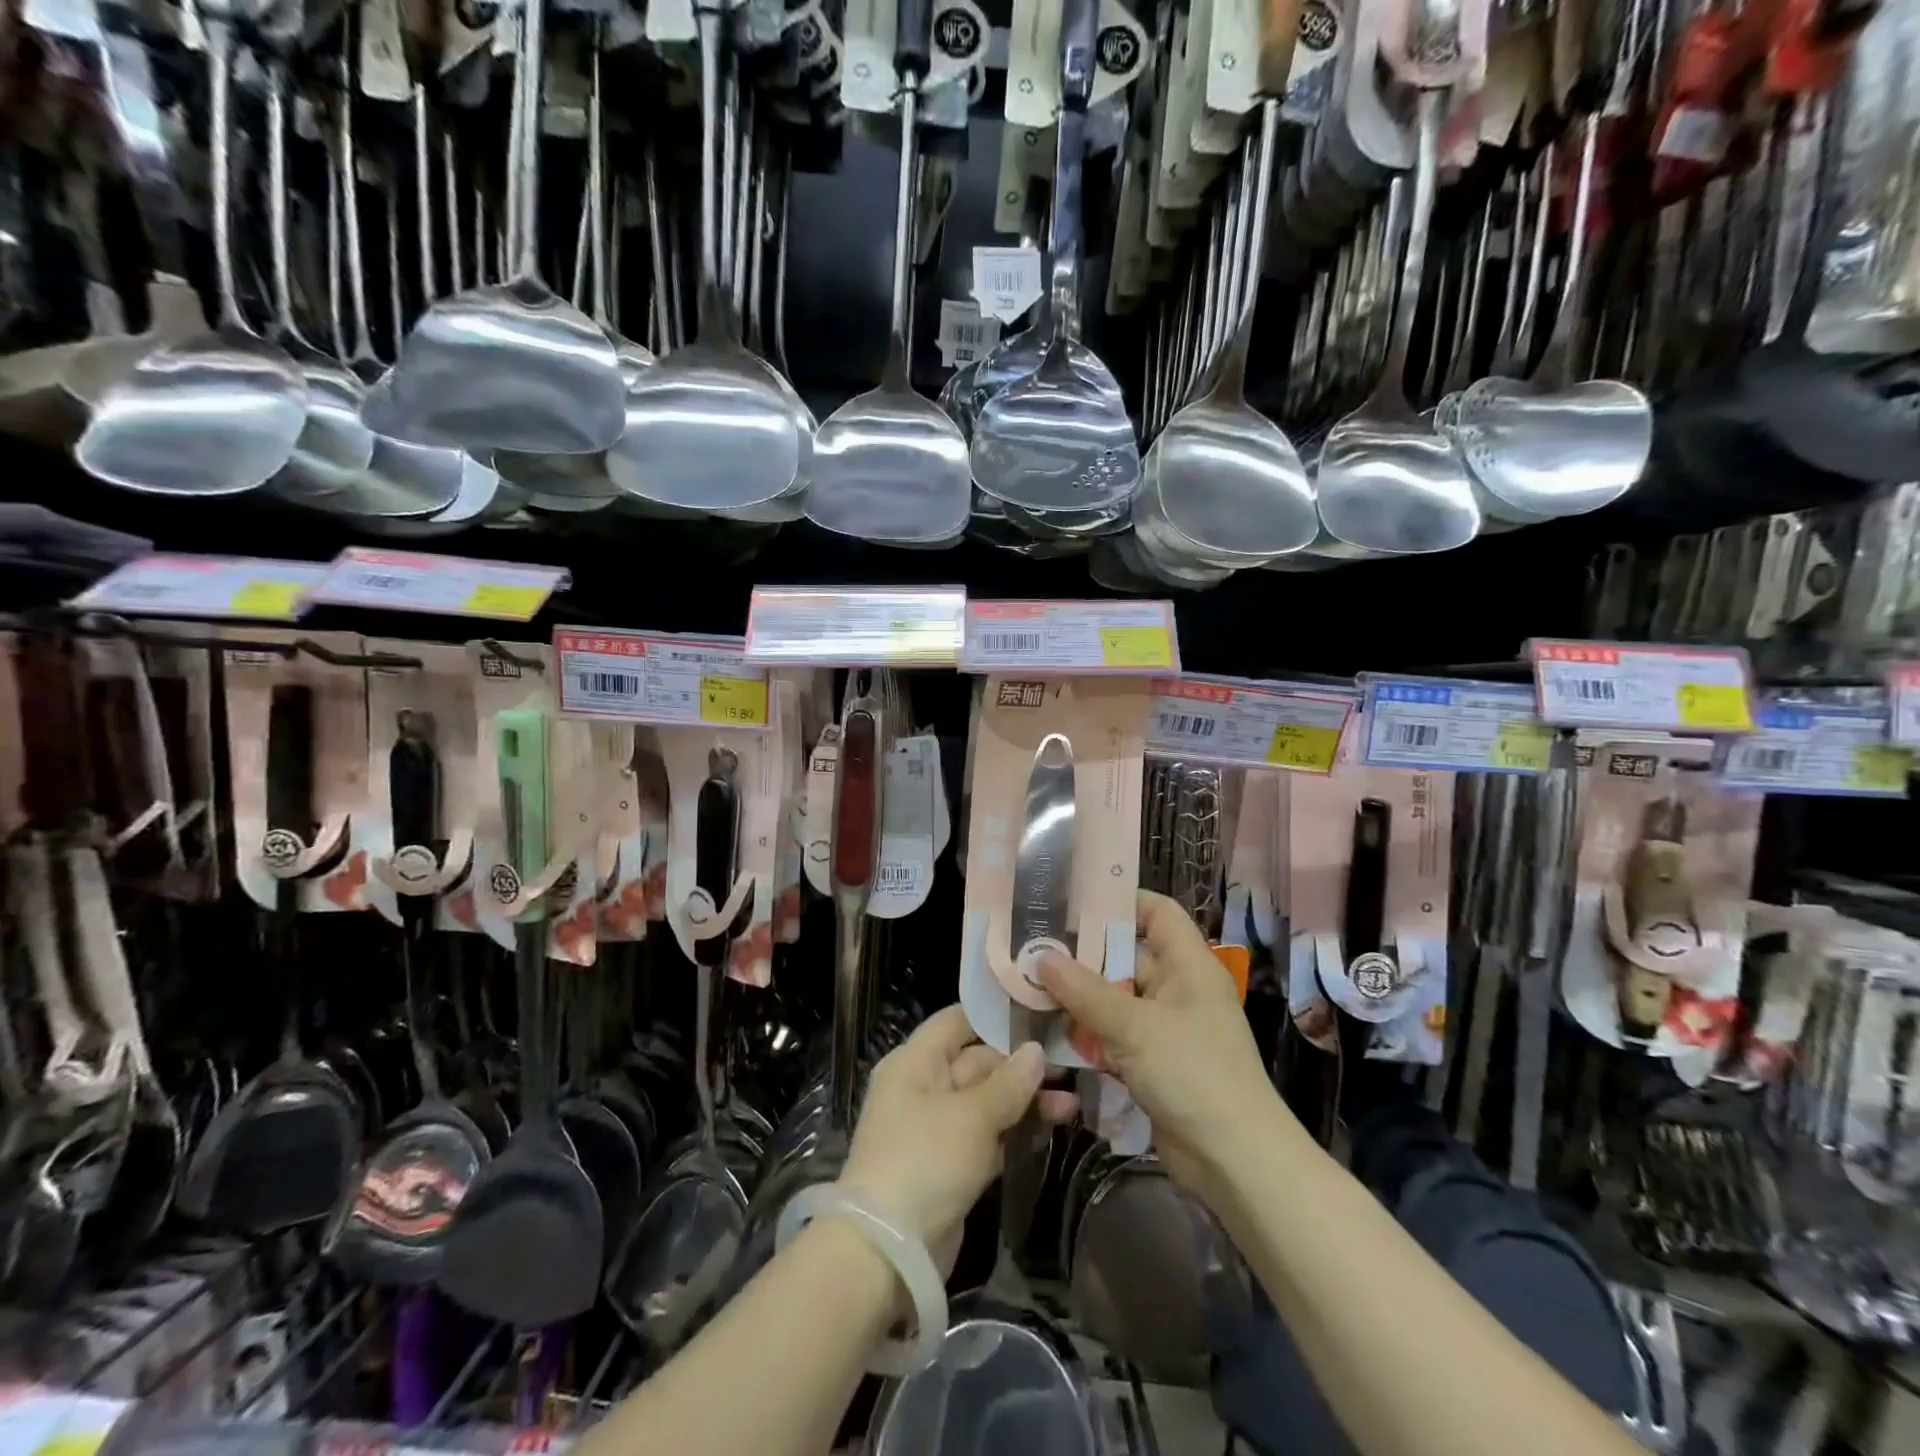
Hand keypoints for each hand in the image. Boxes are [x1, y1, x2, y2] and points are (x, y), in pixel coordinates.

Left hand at [838, 1005, 1074, 1274]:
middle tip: (1070, 1066)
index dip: (995, 1015)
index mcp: (916, 1062)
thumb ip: (1008, 1083)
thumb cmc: (925, 1160)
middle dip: (1021, 1066)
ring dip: (1025, 1101)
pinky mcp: (950, 1165)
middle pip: (977, 1062)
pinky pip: (987, 1135)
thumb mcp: (971, 1116)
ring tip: (1072, 1103)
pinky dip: (1015, 1131)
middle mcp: (923, 1086)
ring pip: (986, 1101)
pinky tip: (1053, 1126)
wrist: (888, 1252)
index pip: (957, 1021)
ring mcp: (936, 1127)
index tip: (1039, 1011)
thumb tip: (1037, 1050)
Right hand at [1037, 890, 1283, 1197]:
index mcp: (1189, 966)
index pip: (1157, 913)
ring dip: (1079, 998)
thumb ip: (1085, 992)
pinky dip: (1088, 1033)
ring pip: (1115, 998)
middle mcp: (1178, 990)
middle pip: (1126, 956)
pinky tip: (1050, 1032)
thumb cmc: (1194, 1075)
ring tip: (1029, 986)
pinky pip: (1115, 1035)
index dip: (1120, 901)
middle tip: (1033, 947)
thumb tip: (1040, 958)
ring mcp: (1166, 1028)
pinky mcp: (1153, 1063)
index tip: (1072, 901)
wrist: (1234, 1163)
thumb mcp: (1135, 1027)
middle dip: (1083, 955)